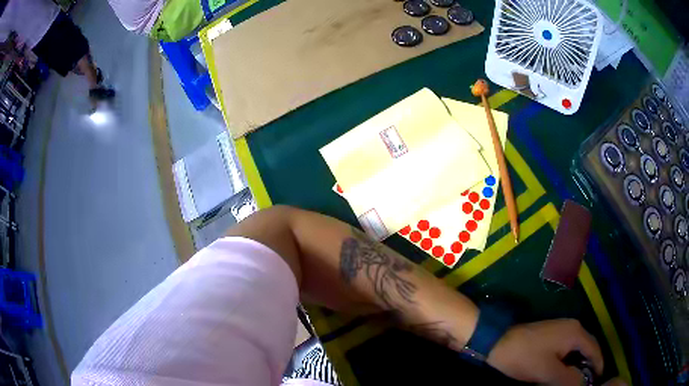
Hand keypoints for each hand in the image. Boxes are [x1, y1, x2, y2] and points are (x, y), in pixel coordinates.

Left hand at [486, 319, 603, 385]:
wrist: (497, 342)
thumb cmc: (524, 357)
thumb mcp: (548, 372)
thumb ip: (569, 378)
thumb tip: (583, 382)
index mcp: (576, 333)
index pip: (594, 349)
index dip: (598, 365)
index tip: (598, 380)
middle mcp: (572, 327)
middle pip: (587, 349)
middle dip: (587, 366)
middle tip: (585, 382)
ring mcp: (561, 330)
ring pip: (576, 350)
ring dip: (577, 365)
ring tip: (574, 380)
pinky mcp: (551, 335)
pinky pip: (566, 349)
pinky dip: (568, 361)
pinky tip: (562, 373)